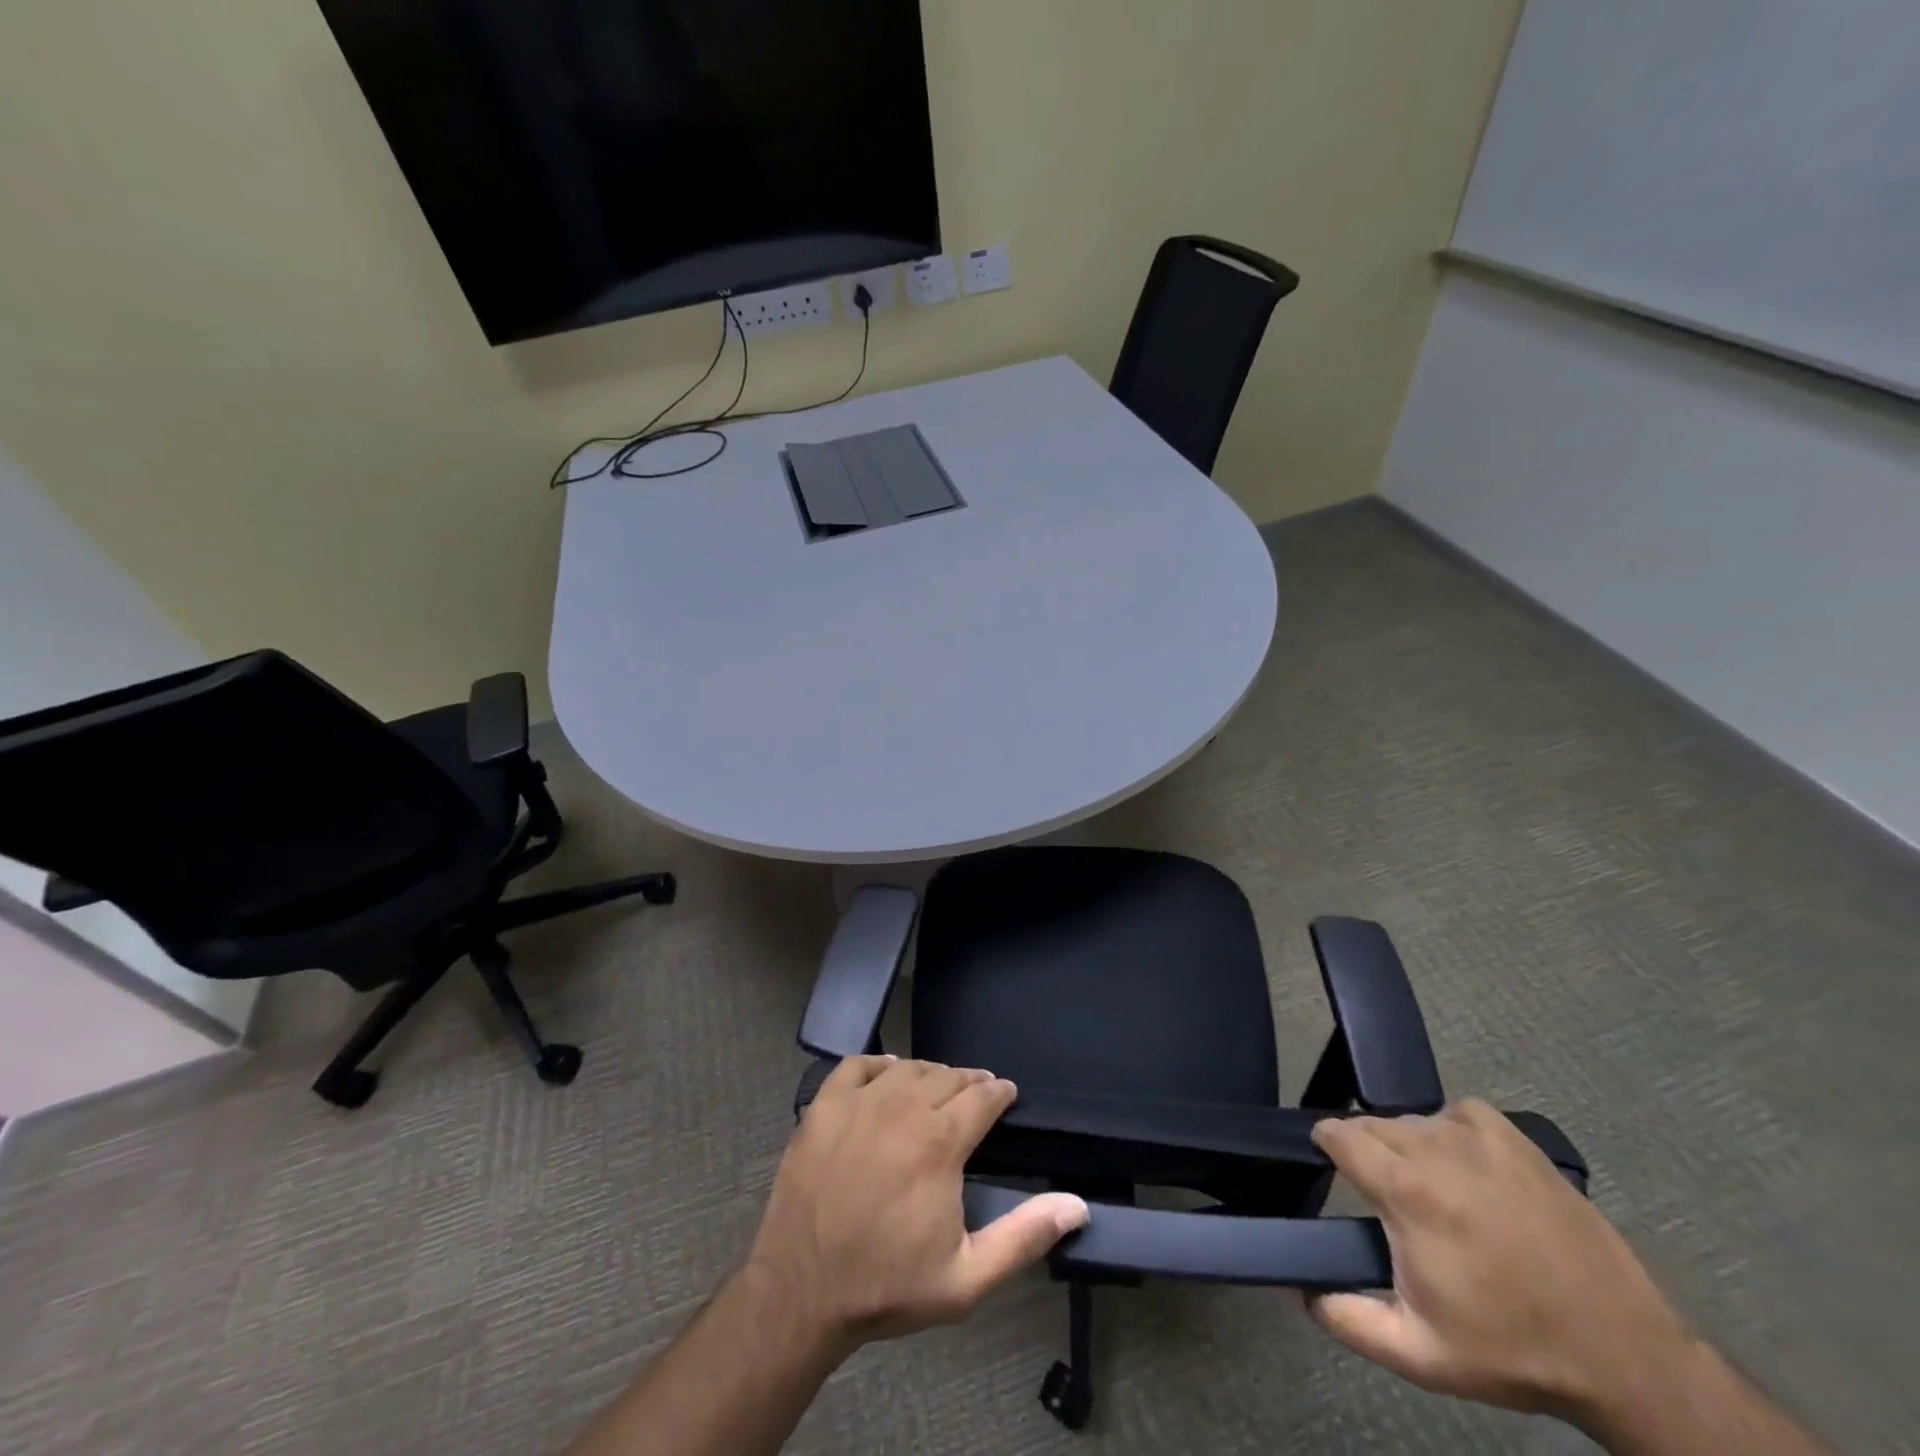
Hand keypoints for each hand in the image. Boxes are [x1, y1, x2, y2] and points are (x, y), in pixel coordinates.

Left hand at [747, 1056, 1088, 1347]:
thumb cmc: (887, 1286)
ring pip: (909, 1067)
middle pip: (948, 1076)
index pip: (982, 1097)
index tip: (1006, 1094)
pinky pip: (858, 1065)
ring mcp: (860, 1102)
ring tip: (939, 1087)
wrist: (801, 1293)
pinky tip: (889, 1074)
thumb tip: (1076, 1204)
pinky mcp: (824, 1105)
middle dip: (970, 1082)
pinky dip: (880, 1064)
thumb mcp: (966, 1279)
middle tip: (977, 1094)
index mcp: (940, 1143)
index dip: (999, 1093)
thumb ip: (1024, 1237)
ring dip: (931, 1073)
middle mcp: (903, 1108)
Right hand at [1308, 1099, 1691, 1420]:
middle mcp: (1435, 1148)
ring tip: (1427, 1186)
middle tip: (1383, 1194)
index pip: (1338, 1133)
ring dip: (1406, 1143)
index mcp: (1406, 1190)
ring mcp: (1479, 1138)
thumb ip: (1347, 1319)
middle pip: (1373, 1123)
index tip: (1330, 1164)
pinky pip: (1458, 1113)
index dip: (1325, 1144)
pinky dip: (1450, 1130)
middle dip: (1366, 1148)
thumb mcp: (1421, 1354)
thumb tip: (1300, 1289)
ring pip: (1414, 1119)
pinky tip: (1466, 1166)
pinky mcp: (1515, 1138)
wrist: (1622, 1353)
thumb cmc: (1512, 1349)